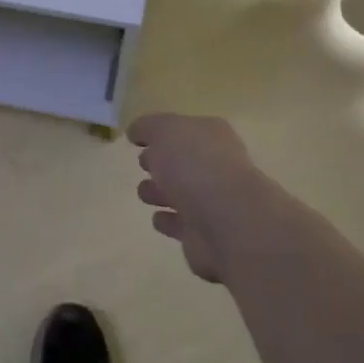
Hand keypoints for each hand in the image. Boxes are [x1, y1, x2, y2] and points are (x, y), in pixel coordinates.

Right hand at [127, 113, 266, 282]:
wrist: (226, 222)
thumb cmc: (196, 166)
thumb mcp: (165, 131)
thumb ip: (148, 127)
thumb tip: (136, 132)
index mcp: (211, 136)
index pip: (184, 129)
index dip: (161, 132)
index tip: (137, 140)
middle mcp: (215, 167)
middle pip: (183, 162)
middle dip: (161, 162)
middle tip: (143, 163)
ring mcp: (212, 203)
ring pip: (180, 194)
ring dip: (161, 192)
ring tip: (143, 192)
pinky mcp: (203, 235)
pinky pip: (180, 225)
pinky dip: (169, 221)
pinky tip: (157, 218)